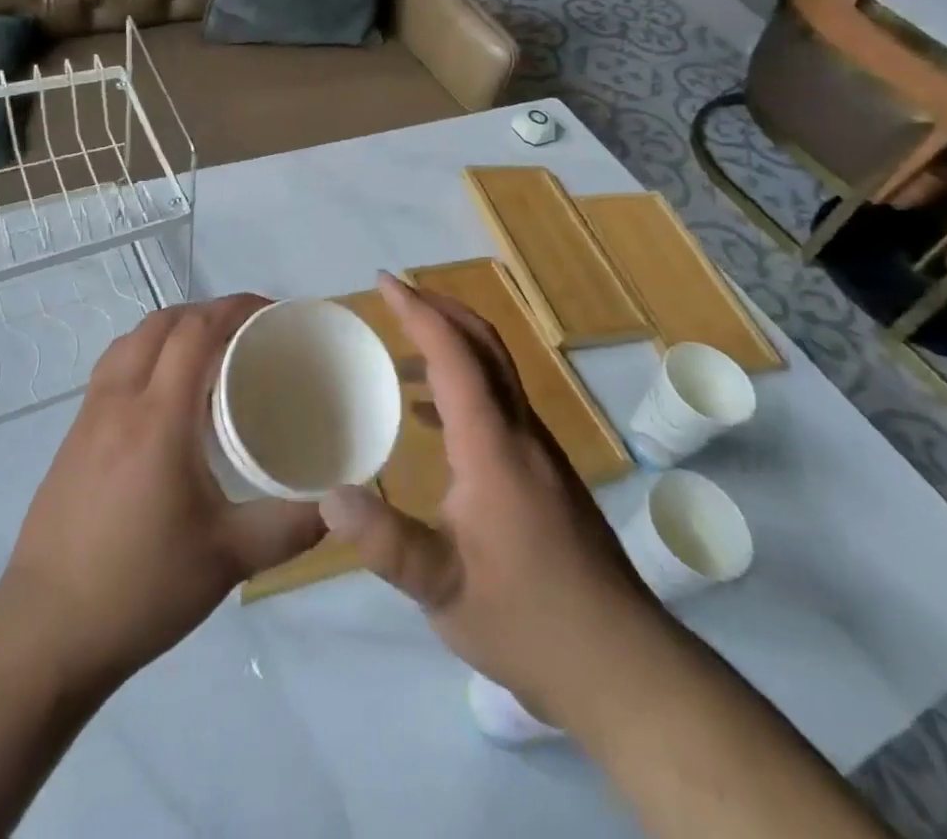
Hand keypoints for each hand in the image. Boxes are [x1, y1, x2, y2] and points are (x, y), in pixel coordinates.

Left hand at [0, 295, 325, 697]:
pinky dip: (144, 356)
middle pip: (160, 324)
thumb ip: (290, 526)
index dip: (233, 308)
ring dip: (170, 330)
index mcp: (158, 418)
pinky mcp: (71, 440)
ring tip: (206, 355)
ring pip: (129, 342)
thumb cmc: (141, 589)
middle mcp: (119, 402)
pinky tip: (162, 399)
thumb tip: (339, 504)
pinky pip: (111, 370)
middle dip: (205, 312)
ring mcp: (87, 418)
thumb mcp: (229, 560)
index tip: (269, 311)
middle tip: (245, 331)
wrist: (44, 635)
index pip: (195, 332)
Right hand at [318, 274, 649, 730]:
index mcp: (493, 444)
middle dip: (441, 308)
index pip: (454, 354)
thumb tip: (327, 497)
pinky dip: (463, 386)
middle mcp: (521, 431)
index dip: (418, 311)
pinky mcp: (546, 473)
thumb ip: (385, 542)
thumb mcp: (441, 588)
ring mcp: (539, 451)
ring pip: (496, 371)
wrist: (619, 664)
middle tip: (397, 295)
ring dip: (453, 344)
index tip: (384, 282)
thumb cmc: (526, 619)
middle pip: (485, 345)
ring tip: (403, 351)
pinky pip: (500, 403)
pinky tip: (431, 419)